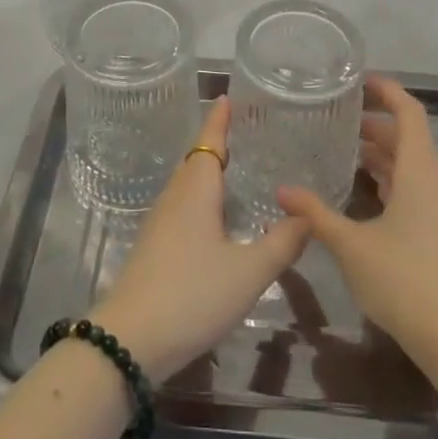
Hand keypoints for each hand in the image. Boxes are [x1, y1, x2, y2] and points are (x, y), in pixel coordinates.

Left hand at [91, 97, 309, 380]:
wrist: (130, 341)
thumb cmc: (192, 294)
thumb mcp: (248, 273)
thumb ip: (281, 244)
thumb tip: (307, 216)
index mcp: (196, 190)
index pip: (209, 141)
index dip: (219, 119)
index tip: (227, 97)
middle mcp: (175, 197)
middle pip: (197, 160)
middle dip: (217, 143)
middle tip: (245, 134)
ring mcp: (160, 223)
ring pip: (188, 185)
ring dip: (208, 173)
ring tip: (236, 171)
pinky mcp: (154, 248)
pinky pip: (182, 207)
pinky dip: (201, 199)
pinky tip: (215, 220)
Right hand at [278, 75, 437, 364]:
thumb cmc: (404, 279)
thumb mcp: (351, 245)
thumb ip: (316, 214)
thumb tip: (282, 191)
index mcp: (419, 170)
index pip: (409, 112)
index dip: (387, 91)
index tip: (359, 81)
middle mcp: (434, 180)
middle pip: (408, 137)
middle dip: (376, 123)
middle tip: (339, 118)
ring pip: (411, 164)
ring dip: (382, 152)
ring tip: (345, 149)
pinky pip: (414, 187)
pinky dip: (390, 178)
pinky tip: (363, 191)